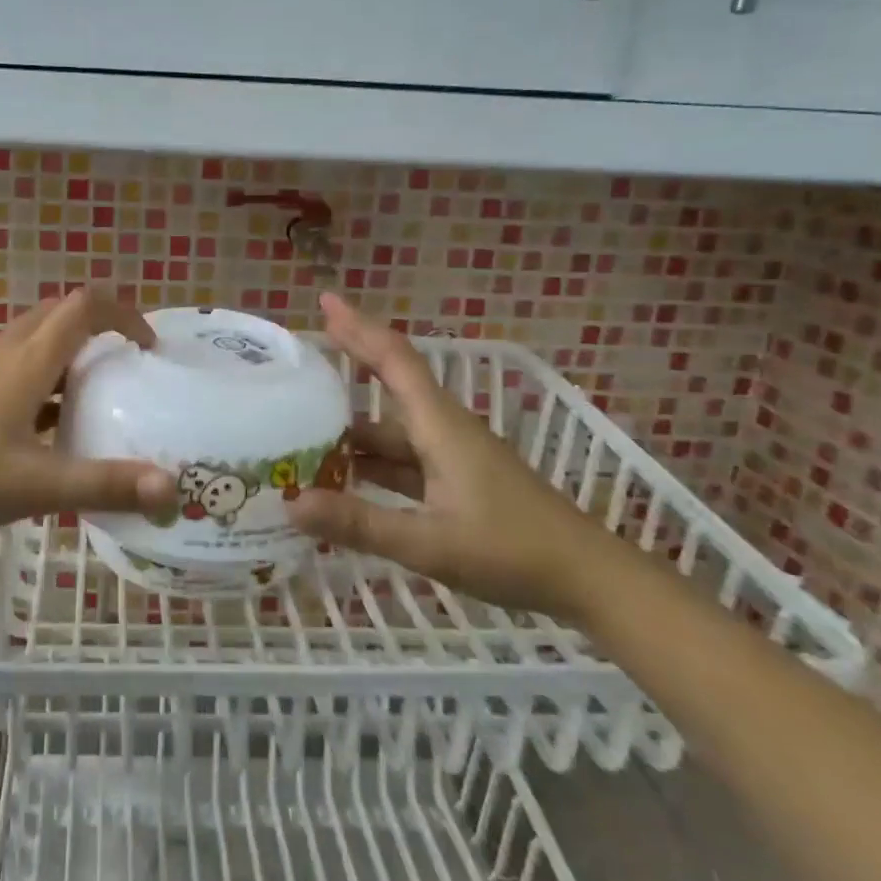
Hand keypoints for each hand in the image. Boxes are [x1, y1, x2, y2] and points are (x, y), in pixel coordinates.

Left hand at [0, 288, 176, 538]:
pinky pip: (18, 365)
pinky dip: (47, 377)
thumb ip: (104, 484)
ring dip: (72, 351)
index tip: (148, 348)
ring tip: (99, 393)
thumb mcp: (36, 486)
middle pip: (60, 313)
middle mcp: (7, 352)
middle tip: (128, 364)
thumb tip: (171, 488)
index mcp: (28, 361)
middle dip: (101, 326)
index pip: (85, 305)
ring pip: (37, 339)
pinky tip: (52, 424)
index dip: (124, 313)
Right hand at [288, 294, 623, 621]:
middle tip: (299, 361)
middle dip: (348, 366)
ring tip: (301, 431)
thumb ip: (361, 523)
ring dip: (352, 429)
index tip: (325, 301)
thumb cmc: (512, 551)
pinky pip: (403, 461)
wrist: (589, 579)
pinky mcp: (457, 482)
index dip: (359, 328)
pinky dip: (371, 464)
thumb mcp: (430, 542)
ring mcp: (452, 457)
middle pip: (390, 386)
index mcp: (439, 426)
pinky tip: (343, 481)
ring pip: (392, 431)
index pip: (394, 360)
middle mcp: (443, 430)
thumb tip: (292, 505)